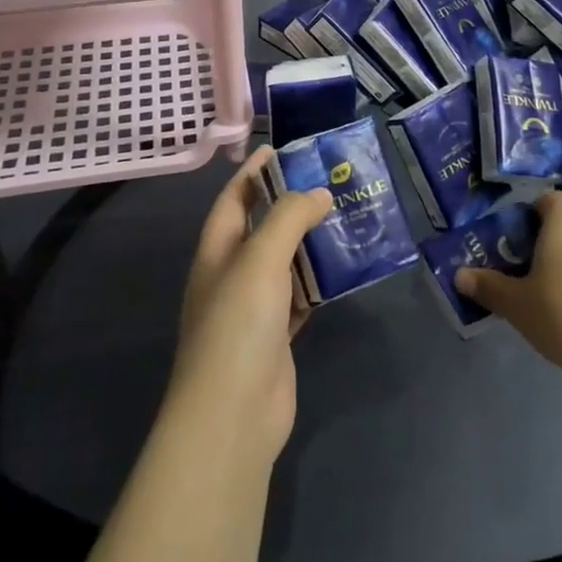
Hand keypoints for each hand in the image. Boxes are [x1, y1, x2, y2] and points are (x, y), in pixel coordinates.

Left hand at [167, 147, 333, 460]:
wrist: (233, 414)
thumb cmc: (238, 324)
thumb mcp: (260, 258)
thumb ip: (289, 218)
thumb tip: (318, 193)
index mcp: (217, 251)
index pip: (234, 198)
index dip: (253, 171)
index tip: (280, 148)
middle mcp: (231, 275)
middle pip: (261, 228)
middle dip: (290, 204)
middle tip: (328, 181)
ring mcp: (253, 309)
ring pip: (284, 263)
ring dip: (309, 243)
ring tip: (345, 217)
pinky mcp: (276, 336)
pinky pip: (300, 297)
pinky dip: (318, 282)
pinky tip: (343, 269)